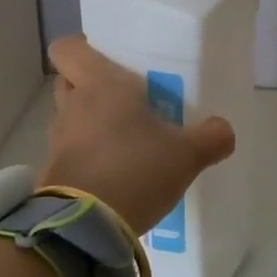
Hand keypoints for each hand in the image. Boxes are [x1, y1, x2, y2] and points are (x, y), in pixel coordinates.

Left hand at [40, 36, 235, 235]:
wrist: (87, 228)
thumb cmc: (136, 170)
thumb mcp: (187, 154)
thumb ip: (211, 137)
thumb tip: (224, 131)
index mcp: (99, 85)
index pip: (67, 48)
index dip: (82, 50)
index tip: (108, 61)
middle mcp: (72, 106)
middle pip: (68, 82)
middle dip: (90, 88)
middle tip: (124, 101)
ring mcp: (56, 142)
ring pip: (69, 119)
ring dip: (89, 126)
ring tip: (124, 143)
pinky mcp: (52, 175)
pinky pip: (69, 155)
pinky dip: (86, 160)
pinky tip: (114, 176)